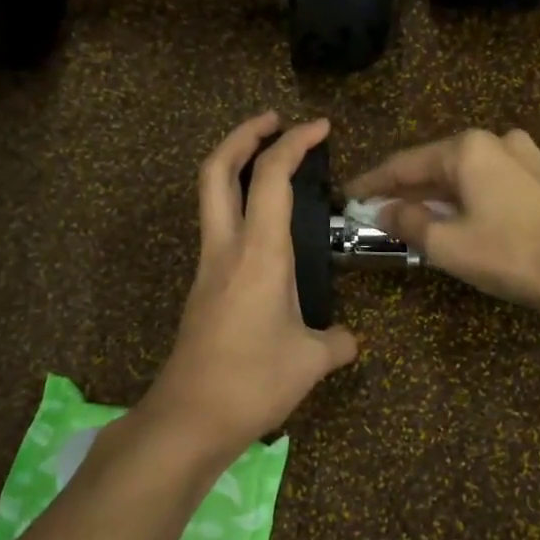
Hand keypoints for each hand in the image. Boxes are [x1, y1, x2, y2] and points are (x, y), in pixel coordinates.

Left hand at [145, 113, 358, 458]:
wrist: (189, 417)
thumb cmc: (253, 382)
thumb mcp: (311, 362)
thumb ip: (337, 343)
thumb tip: (350, 340)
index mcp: (260, 254)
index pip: (272, 178)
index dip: (295, 142)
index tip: (320, 127)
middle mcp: (227, 248)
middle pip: (217, 169)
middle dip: (243, 134)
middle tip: (274, 121)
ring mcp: (208, 267)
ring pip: (211, 196)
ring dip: (235, 167)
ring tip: (271, 164)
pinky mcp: (202, 288)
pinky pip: (218, 228)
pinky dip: (238, 206)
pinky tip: (266, 230)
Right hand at [345, 128, 539, 319]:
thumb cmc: (511, 254)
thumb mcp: (447, 244)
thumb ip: (408, 223)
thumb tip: (383, 211)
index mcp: (467, 148)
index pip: (405, 163)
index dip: (373, 182)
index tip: (348, 196)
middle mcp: (496, 143)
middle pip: (436, 165)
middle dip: (406, 189)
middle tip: (376, 211)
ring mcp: (525, 158)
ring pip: (465, 175)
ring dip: (436, 196)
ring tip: (413, 218)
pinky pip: (490, 185)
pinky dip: (466, 200)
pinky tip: (457, 219)